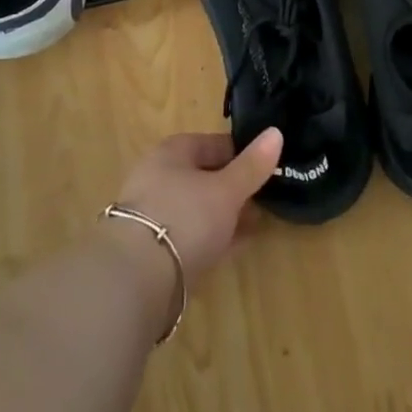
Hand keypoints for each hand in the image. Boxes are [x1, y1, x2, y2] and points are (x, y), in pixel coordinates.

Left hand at [114, 128, 282, 278]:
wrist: (135, 279)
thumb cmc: (184, 217)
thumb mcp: (226, 190)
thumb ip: (252, 165)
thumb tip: (276, 132)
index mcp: (173, 152)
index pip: (215, 144)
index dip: (244, 154)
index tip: (270, 168)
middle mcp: (159, 177)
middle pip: (205, 175)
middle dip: (235, 187)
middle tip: (266, 198)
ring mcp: (155, 213)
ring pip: (199, 207)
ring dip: (226, 214)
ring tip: (257, 223)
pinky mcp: (155, 248)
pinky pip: (193, 234)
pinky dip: (214, 236)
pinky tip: (236, 246)